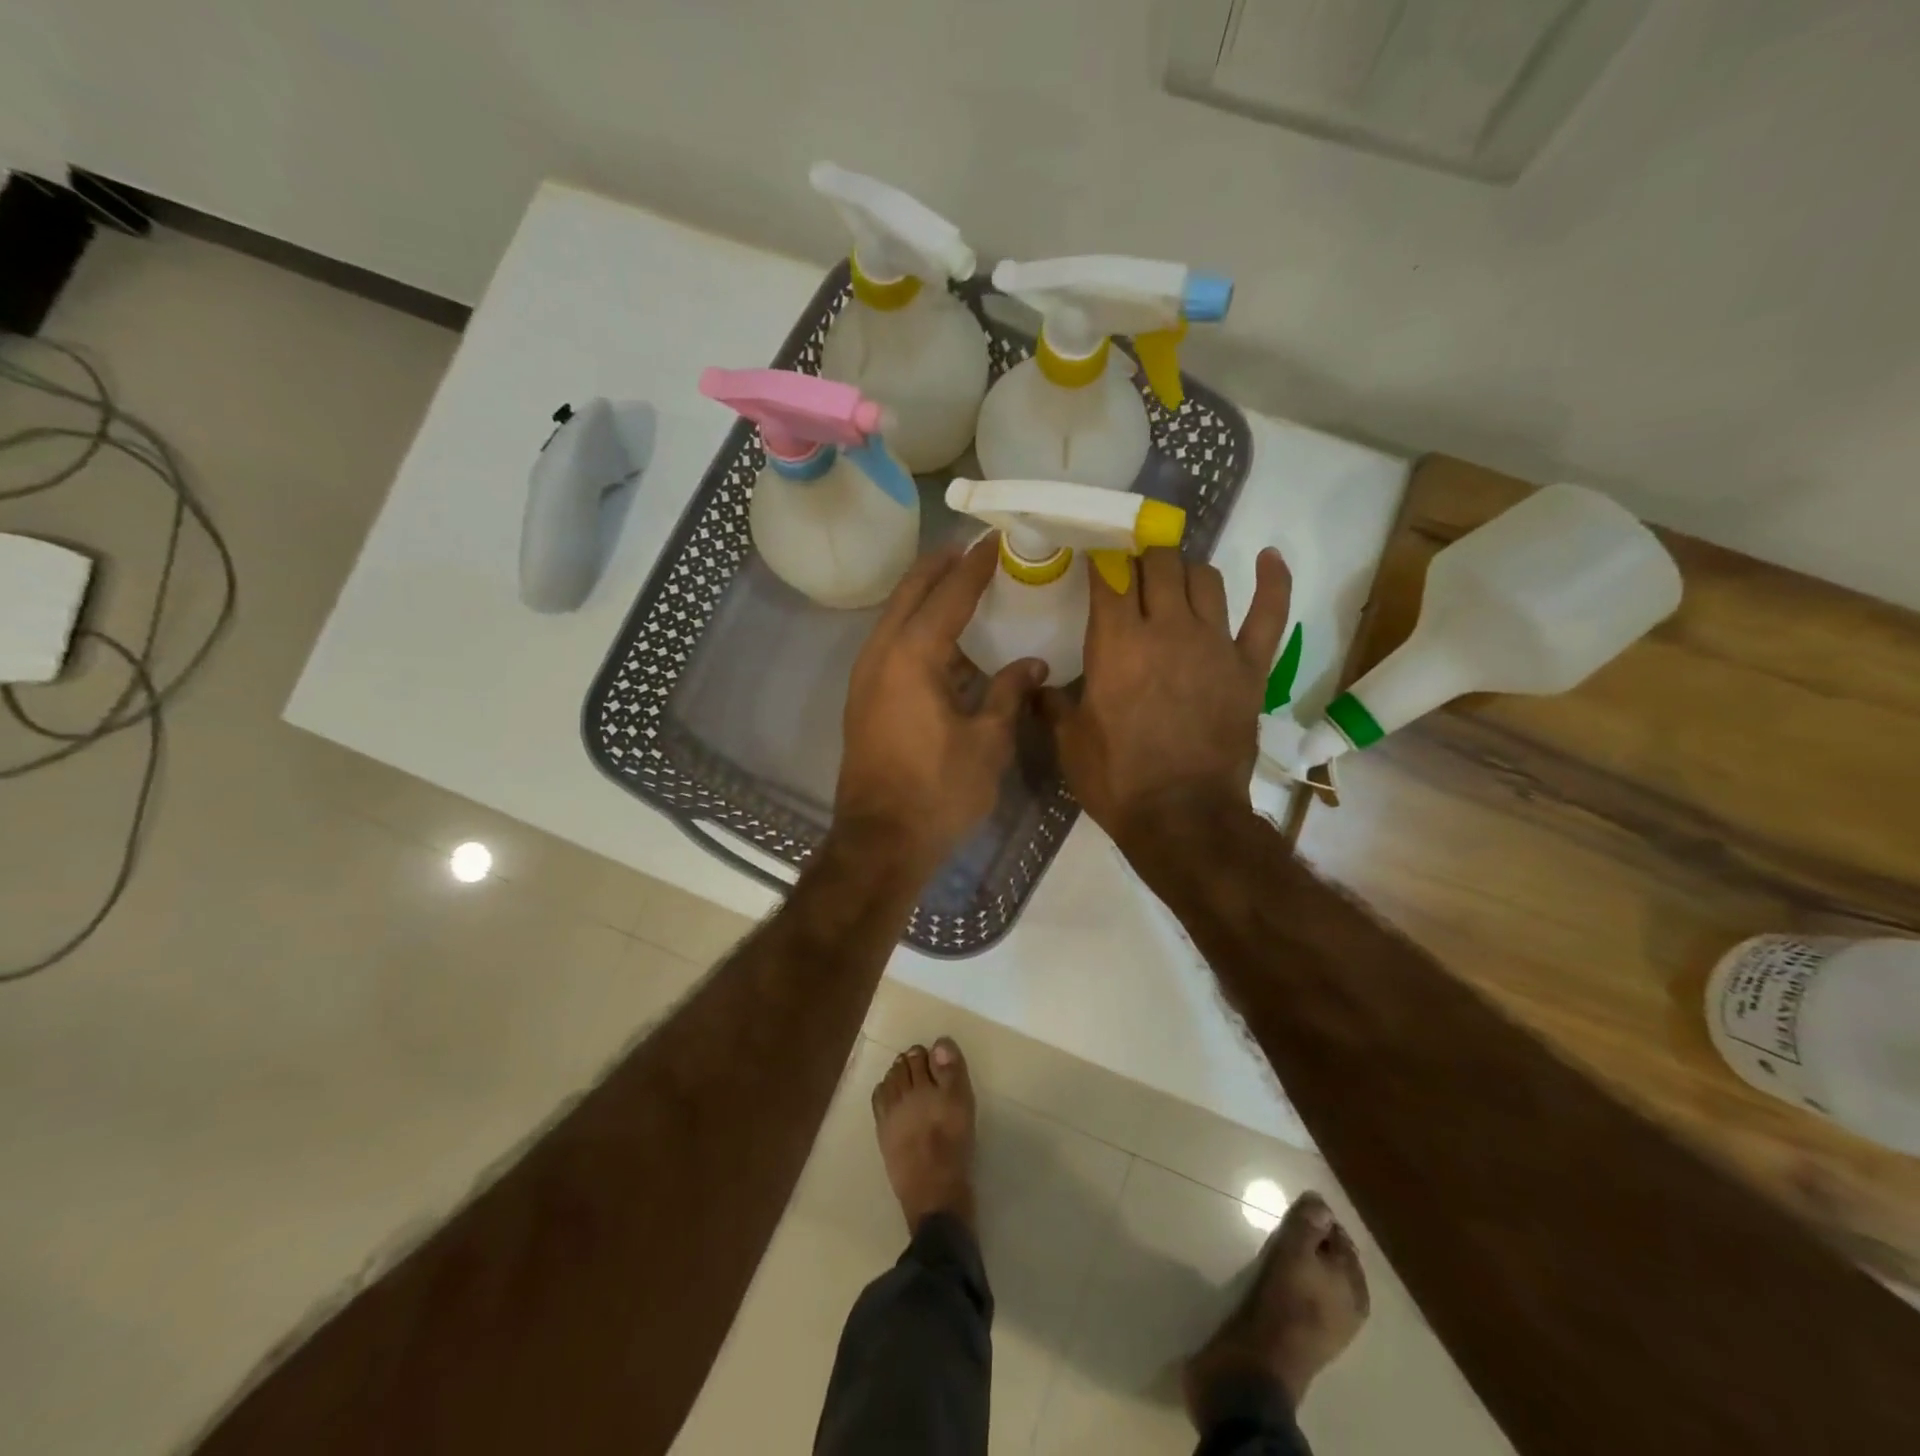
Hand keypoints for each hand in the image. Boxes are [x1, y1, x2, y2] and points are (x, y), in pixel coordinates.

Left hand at [836, 537, 1045, 872]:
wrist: (880, 841)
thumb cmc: (939, 792)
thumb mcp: (988, 742)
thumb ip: (1010, 693)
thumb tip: (1034, 663)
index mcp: (912, 656)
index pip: (950, 594)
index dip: (976, 565)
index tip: (996, 538)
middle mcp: (881, 654)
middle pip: (911, 593)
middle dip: (940, 566)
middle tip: (971, 547)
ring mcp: (866, 677)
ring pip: (896, 618)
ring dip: (925, 597)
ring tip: (959, 584)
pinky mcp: (864, 699)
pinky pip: (891, 646)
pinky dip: (916, 629)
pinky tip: (944, 641)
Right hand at [1043, 547, 1290, 855]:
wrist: (1181, 818)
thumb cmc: (1116, 779)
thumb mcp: (1069, 742)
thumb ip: (1052, 703)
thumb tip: (1035, 685)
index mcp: (1117, 643)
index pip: (1109, 576)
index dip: (1101, 560)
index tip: (1095, 558)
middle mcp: (1167, 629)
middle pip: (1159, 564)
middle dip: (1143, 557)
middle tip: (1133, 570)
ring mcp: (1214, 644)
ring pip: (1205, 578)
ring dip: (1186, 570)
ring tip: (1174, 579)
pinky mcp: (1250, 666)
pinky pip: (1268, 612)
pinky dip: (1273, 581)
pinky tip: (1269, 557)